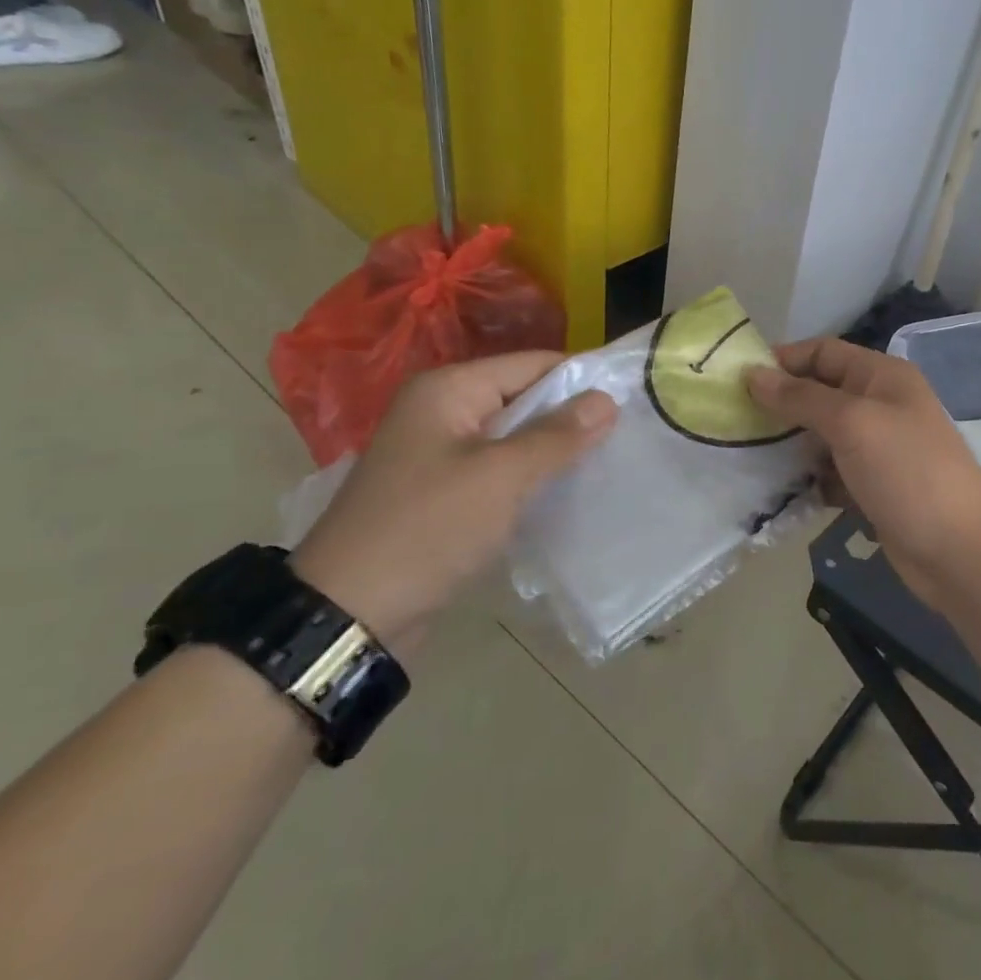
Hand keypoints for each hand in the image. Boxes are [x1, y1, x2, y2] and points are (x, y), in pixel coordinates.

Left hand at [293, 352, 615, 652]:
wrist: (348, 615)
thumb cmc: (427, 529)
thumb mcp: (501, 477)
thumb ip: (557, 435)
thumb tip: (607, 398)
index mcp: (449, 390)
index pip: (533, 364)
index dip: (582, 378)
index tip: (632, 399)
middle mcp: (443, 410)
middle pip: (525, 398)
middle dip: (572, 416)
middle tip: (628, 434)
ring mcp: (440, 453)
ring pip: (515, 437)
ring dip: (555, 449)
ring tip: (609, 460)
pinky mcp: (444, 491)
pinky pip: (500, 469)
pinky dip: (532, 476)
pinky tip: (568, 490)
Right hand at [746, 339, 980, 614]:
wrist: (959, 551)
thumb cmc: (907, 471)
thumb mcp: (852, 423)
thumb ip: (801, 397)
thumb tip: (754, 374)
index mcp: (883, 377)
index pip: (825, 352)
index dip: (784, 360)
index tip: (739, 379)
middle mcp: (882, 405)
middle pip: (821, 393)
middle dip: (782, 405)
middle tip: (736, 421)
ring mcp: (879, 449)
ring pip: (823, 436)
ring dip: (792, 445)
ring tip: (750, 457)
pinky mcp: (874, 488)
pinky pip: (832, 473)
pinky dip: (810, 479)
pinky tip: (784, 492)